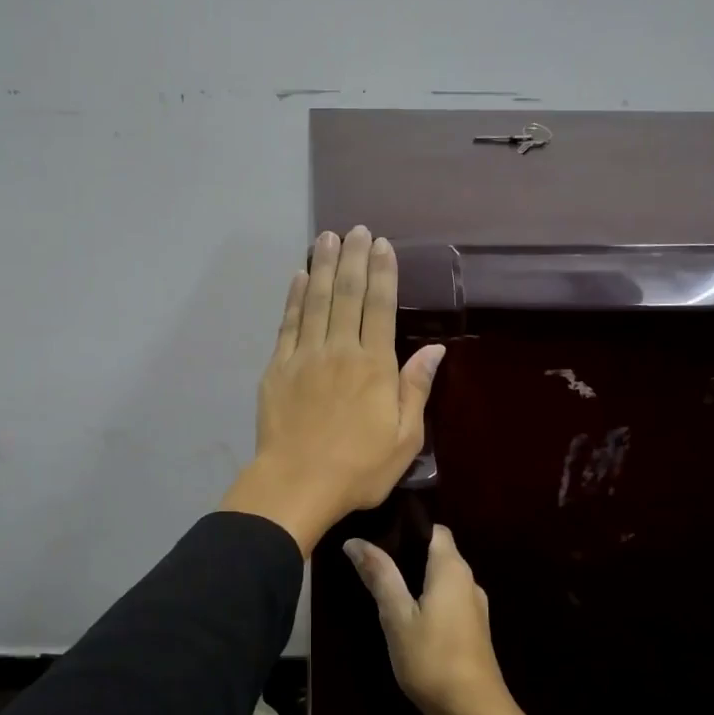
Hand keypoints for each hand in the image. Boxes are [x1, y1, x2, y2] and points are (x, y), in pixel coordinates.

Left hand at [219, 227, 444, 554]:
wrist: (297, 484)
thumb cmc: (358, 469)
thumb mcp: (404, 438)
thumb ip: (416, 389)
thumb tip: (435, 350)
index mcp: (375, 366)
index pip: (380, 307)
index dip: (382, 273)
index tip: (382, 245)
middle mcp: (340, 350)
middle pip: (347, 294)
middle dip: (353, 258)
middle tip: (356, 230)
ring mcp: (305, 356)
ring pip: (315, 301)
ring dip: (322, 266)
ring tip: (327, 237)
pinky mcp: (278, 368)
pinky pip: (288, 323)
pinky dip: (294, 297)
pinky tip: (298, 276)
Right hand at [342, 524, 509, 714]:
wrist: (475, 713)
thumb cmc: (433, 659)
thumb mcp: (397, 616)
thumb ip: (380, 576)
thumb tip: (355, 541)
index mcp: (452, 569)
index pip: (434, 529)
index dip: (407, 526)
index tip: (377, 530)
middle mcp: (468, 580)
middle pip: (437, 552)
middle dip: (406, 551)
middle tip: (370, 559)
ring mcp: (474, 606)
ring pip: (441, 577)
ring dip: (415, 577)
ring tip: (382, 584)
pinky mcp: (473, 628)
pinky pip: (447, 598)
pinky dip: (426, 597)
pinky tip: (404, 613)